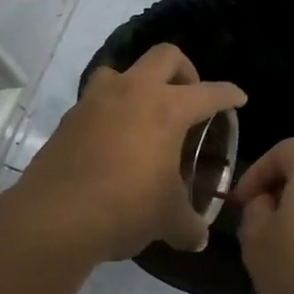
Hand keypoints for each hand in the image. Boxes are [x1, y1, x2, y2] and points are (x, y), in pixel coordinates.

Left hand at [15, 44, 245, 262]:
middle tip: (189, 96)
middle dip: (185, 70)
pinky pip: (96, 100)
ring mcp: (96, 100)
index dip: (228, 95)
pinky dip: (110, 111)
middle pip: (165, 56)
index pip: (209, 93)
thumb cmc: (126, 208)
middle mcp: (133, 92)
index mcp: (167, 109)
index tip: (238, 98)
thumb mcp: (168, 220)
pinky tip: (114, 140)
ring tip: (144, 113)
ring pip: (122, 70)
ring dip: (138, 83)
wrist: (55, 218)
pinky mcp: (70, 118)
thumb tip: (199, 238)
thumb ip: (189, 225)